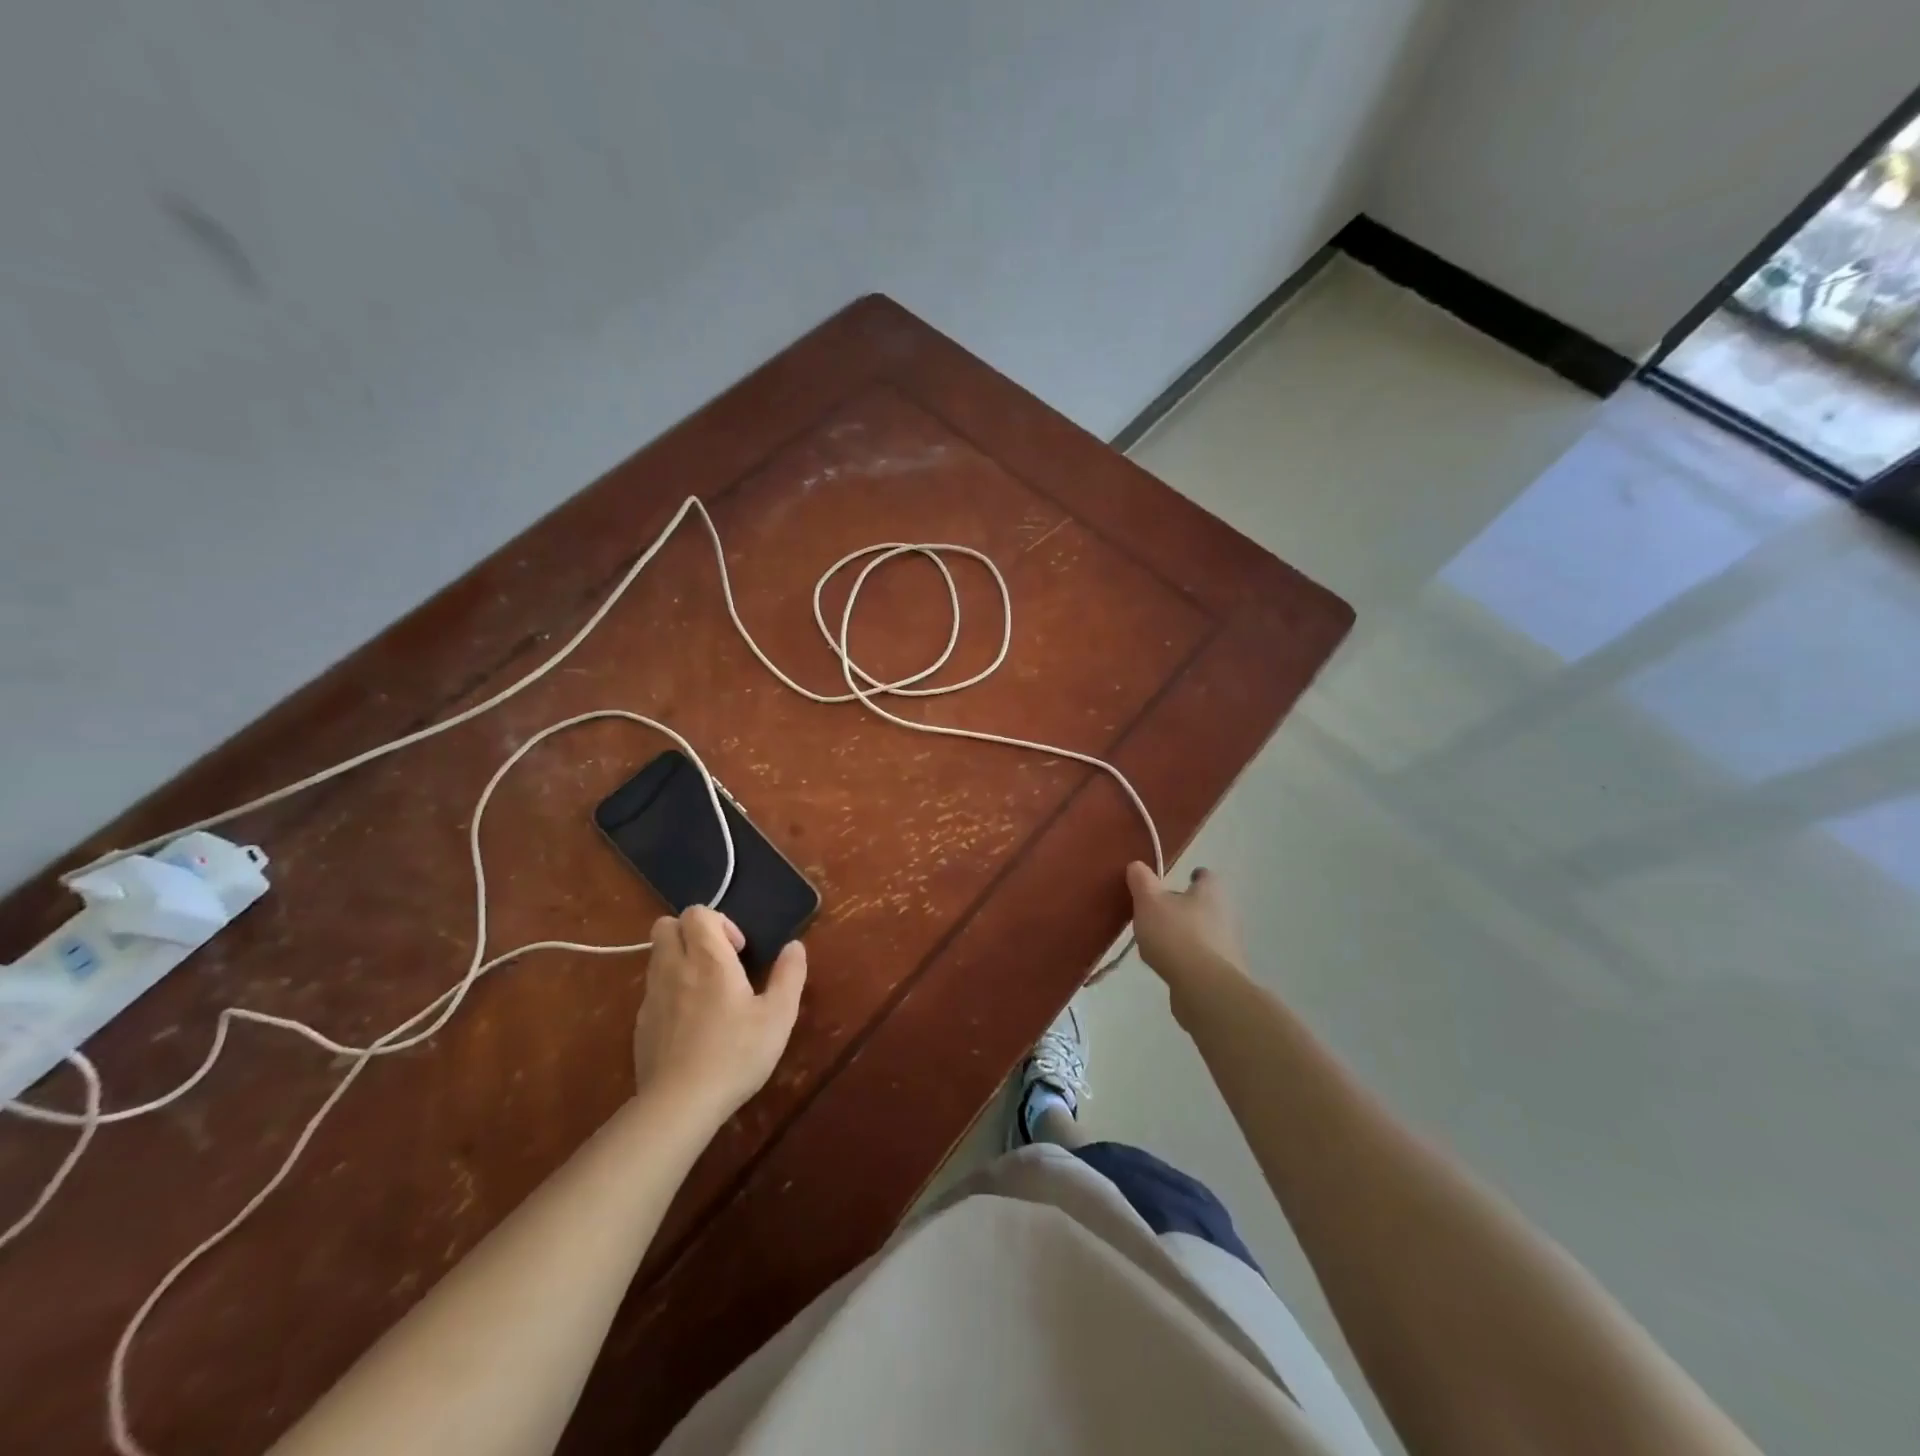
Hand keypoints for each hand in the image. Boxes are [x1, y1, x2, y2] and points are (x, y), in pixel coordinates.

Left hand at [631, 907, 806, 1124]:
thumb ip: (789, 975)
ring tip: (706, 992)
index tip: (738, 951)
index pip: (697, 912)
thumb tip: (795, 946)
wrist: (679, 1104)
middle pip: (666, 926)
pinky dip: (669, 992)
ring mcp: (652, 997)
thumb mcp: (778, 1016)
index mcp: (708, 959)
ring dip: (679, 960)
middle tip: (717, 960)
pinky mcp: (640, 1025)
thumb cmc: (735, 1054)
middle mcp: (674, 968)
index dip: (719, 921)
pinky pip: (652, 991)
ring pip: (656, 957)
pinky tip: (691, 1024)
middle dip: (690, 933)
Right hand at [1125, 862, 1247, 1019]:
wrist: (1204, 988)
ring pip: (1205, 932)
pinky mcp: (1224, 973)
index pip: (1206, 877)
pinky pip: (1203, 958)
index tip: (1184, 878)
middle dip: (1188, 907)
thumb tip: (1137, 865)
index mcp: (1211, 893)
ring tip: (1161, 940)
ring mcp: (1228, 946)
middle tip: (1162, 910)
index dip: (1195, 876)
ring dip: (1188, 934)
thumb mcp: (1149, 902)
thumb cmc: (1176, 935)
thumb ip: (1142, 882)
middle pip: (1207, 905)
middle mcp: (1226, 915)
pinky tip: (1170, 965)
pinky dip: (1189, 958)